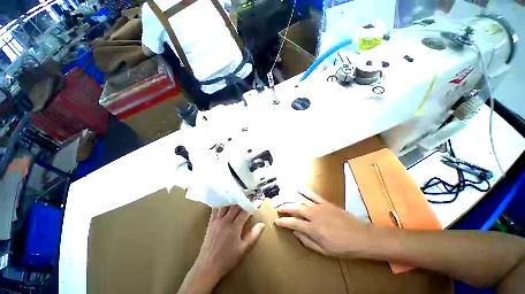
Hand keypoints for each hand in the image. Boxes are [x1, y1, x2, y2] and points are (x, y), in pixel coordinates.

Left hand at [194, 205, 264, 283]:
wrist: (207, 267)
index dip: (250, 208)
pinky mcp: (210, 223)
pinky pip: (215, 209)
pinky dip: (220, 203)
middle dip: (242, 202)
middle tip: (247, 199)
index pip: (244, 212)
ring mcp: (216, 221)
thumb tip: (262, 224)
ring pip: (225, 205)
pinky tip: (222, 200)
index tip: (255, 205)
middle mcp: (225, 221)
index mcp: (234, 227)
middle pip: (235, 206)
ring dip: (231, 200)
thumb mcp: (243, 250)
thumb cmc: (227, 259)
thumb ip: (254, 235)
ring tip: (236, 196)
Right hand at [275, 190, 373, 257]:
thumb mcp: (324, 251)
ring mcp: (319, 207)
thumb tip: (294, 232)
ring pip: (301, 201)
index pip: (293, 223)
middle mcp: (314, 215)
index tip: (277, 221)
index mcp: (313, 229)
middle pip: (295, 209)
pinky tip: (298, 188)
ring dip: (291, 200)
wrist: (361, 236)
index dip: (283, 222)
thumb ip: (307, 241)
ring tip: (284, 201)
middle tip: (278, 209)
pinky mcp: (325, 203)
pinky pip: (313, 195)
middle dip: (284, 208)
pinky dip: (305, 191)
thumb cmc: (343, 247)